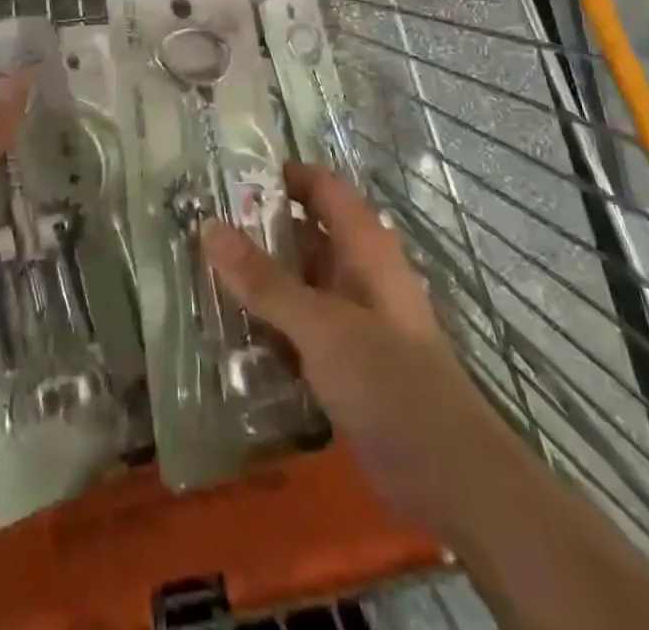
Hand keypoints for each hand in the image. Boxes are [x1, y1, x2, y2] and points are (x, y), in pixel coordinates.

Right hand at [204, 162, 495, 536]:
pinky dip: (271, 323)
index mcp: (363, 245)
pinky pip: (301, 326)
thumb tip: (208, 227)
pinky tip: (231, 334)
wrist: (447, 472)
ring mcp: (354, 317)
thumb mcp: (319, 324)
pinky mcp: (347, 359)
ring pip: (299, 282)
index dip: (282, 176)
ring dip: (260, 281)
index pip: (321, 186)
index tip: (228, 178)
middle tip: (201, 232)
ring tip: (202, 277)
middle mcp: (359, 271)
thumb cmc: (387, 378)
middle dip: (258, 231)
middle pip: (305, 233)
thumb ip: (263, 279)